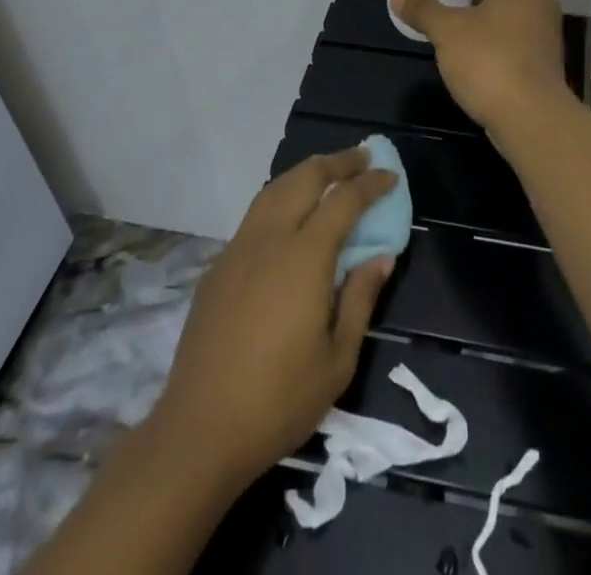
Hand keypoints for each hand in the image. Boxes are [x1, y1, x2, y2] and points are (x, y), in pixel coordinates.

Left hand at [149, 146, 397, 489]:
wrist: (199, 431)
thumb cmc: (279, 401)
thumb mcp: (337, 360)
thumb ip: (360, 299)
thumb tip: (381, 256)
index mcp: (304, 257)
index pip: (344, 200)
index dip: (370, 183)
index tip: (391, 175)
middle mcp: (269, 239)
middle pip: (305, 178)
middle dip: (337, 162)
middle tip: (362, 158)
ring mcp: (238, 249)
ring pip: (274, 189)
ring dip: (306, 174)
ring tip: (329, 174)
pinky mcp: (218, 266)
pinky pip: (255, 216)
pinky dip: (281, 199)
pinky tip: (289, 217)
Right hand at [391, 0, 571, 136]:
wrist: (531, 117)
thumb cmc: (488, 60)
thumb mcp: (447, 31)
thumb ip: (423, 9)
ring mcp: (545, 26)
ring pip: (509, 5)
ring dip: (480, 7)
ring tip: (449, 17)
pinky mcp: (544, 53)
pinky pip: (515, 28)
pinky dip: (493, 28)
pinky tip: (469, 45)